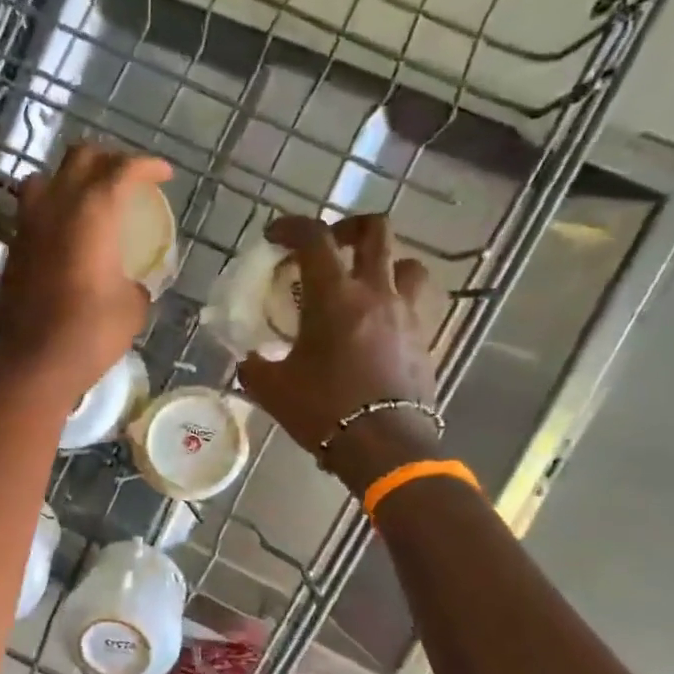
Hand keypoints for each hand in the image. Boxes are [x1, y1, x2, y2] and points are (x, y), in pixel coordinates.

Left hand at [0, 144, 172, 405]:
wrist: (34, 364)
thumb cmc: (91, 332)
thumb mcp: (132, 307)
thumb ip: (135, 282)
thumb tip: (131, 282)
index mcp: (92, 211)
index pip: (122, 169)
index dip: (147, 166)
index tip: (163, 174)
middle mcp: (56, 206)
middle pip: (80, 157)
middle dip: (109, 159)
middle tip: (127, 178)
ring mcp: (28, 225)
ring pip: (46, 177)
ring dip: (70, 178)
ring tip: (88, 197)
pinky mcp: (13, 249)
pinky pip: (32, 211)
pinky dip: (52, 209)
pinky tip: (66, 232)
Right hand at [237, 213, 441, 486]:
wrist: (383, 446)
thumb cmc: (322, 410)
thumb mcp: (272, 388)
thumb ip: (255, 365)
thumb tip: (250, 360)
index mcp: (334, 296)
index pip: (314, 238)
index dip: (291, 226)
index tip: (275, 236)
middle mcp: (375, 292)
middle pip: (375, 231)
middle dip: (349, 228)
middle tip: (329, 247)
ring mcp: (406, 314)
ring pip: (407, 264)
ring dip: (384, 264)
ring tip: (363, 285)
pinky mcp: (424, 339)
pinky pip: (415, 303)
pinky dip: (395, 302)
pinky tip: (376, 326)